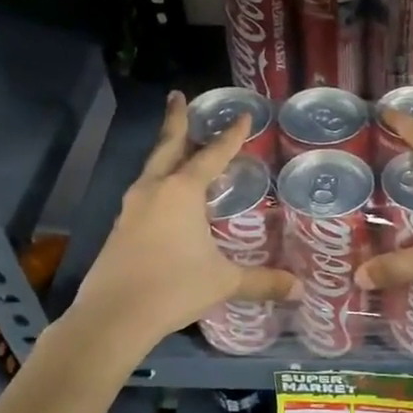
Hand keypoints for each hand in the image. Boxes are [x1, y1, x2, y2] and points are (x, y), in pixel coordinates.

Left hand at [74, 93, 296, 344]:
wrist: (113, 316)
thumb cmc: (173, 288)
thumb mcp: (223, 282)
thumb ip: (262, 281)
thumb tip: (300, 289)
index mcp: (182, 192)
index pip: (212, 155)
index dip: (231, 136)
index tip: (243, 115)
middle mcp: (154, 190)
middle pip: (168, 146)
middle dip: (176, 120)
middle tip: (178, 96)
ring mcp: (132, 208)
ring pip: (152, 169)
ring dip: (166, 153)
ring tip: (178, 147)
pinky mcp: (120, 228)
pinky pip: (144, 193)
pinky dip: (158, 183)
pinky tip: (165, 198)